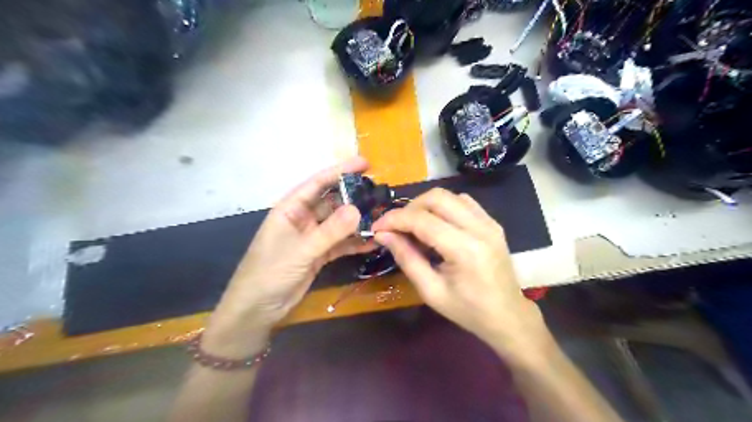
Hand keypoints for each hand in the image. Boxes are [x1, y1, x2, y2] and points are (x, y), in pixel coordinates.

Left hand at [204, 156, 374, 354]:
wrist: (257, 309)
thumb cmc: (269, 273)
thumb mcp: (301, 250)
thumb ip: (329, 231)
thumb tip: (357, 209)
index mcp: (291, 208)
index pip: (318, 183)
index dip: (341, 171)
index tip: (366, 163)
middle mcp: (303, 218)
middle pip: (332, 202)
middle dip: (354, 197)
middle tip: (380, 194)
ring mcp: (312, 237)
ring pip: (339, 223)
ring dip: (357, 222)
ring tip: (382, 217)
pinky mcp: (319, 254)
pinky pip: (340, 244)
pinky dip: (355, 243)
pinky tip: (373, 242)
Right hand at [373, 190, 550, 356]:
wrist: (508, 316)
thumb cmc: (468, 311)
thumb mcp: (431, 291)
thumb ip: (406, 259)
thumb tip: (383, 235)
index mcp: (465, 250)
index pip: (422, 220)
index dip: (395, 220)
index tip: (377, 227)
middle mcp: (480, 228)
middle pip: (437, 197)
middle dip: (409, 208)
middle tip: (396, 227)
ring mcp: (490, 223)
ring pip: (450, 195)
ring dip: (426, 206)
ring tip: (414, 227)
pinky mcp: (492, 223)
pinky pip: (463, 202)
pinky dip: (443, 207)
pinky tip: (436, 225)